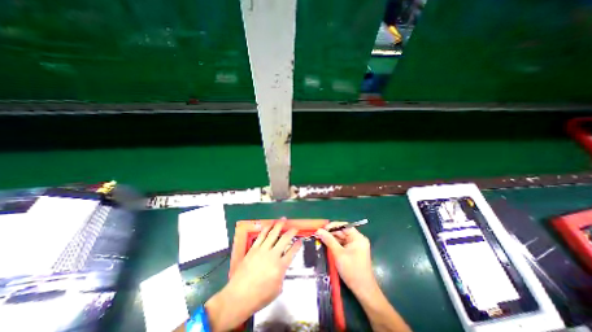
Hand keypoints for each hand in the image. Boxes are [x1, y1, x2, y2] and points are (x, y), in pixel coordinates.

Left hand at [205, 217, 300, 331]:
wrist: (238, 297)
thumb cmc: (259, 297)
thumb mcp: (277, 289)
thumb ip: (282, 274)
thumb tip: (282, 266)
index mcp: (280, 267)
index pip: (292, 252)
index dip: (298, 245)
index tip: (300, 240)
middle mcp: (273, 256)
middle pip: (285, 239)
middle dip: (291, 232)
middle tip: (295, 228)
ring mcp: (262, 250)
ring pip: (273, 234)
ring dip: (279, 225)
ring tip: (284, 219)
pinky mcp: (253, 249)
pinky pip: (261, 235)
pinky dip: (267, 228)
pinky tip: (270, 224)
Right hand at [317, 223, 376, 292]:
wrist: (363, 291)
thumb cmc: (352, 270)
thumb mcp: (339, 254)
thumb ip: (329, 240)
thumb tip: (319, 230)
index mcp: (358, 238)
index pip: (344, 226)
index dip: (333, 226)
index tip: (322, 229)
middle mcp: (357, 239)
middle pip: (342, 232)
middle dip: (331, 233)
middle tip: (319, 235)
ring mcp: (355, 246)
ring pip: (341, 238)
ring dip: (331, 239)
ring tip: (320, 239)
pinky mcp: (352, 252)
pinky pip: (342, 244)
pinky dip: (335, 245)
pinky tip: (327, 246)